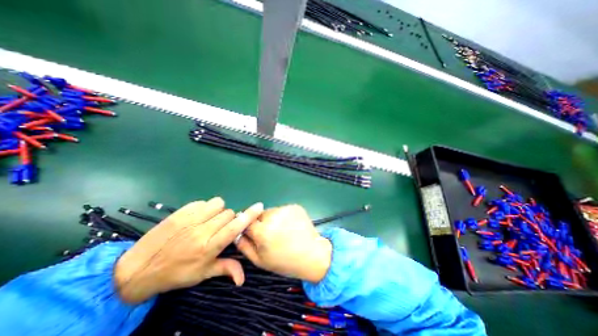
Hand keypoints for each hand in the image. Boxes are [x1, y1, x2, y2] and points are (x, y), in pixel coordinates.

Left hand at [114, 197, 263, 304]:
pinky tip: (198, 218)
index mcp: (209, 247)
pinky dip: (206, 208)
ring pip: (218, 204)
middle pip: (229, 214)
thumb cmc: (176, 273)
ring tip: (210, 221)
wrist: (138, 269)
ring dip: (218, 211)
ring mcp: (190, 219)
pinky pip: (204, 202)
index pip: (235, 227)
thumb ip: (226, 269)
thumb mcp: (202, 274)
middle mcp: (202, 230)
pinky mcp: (181, 211)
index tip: (259, 206)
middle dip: (229, 220)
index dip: (249, 215)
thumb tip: (243, 279)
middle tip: (219, 229)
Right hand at [237, 205, 333, 283]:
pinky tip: (290, 226)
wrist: (312, 254)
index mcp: (263, 231)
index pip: (246, 221)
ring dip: (272, 218)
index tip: (253, 232)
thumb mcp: (260, 260)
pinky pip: (283, 209)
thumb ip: (244, 246)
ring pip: (271, 211)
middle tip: (270, 234)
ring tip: (282, 230)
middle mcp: (273, 216)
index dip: (248, 227)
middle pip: (259, 215)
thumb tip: (236, 233)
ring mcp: (286, 209)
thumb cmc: (284, 261)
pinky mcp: (295, 206)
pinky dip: (283, 216)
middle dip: (261, 223)